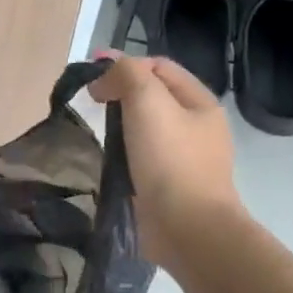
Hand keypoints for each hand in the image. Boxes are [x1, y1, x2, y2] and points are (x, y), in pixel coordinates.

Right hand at [88, 55, 242, 270]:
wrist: (186, 228)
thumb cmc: (169, 159)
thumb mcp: (147, 100)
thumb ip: (127, 74)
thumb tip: (106, 74)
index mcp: (201, 102)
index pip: (159, 67)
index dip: (125, 64)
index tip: (91, 77)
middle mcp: (198, 127)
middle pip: (154, 97)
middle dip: (122, 93)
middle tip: (92, 102)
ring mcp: (187, 159)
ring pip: (148, 129)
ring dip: (122, 125)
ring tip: (98, 131)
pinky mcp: (172, 187)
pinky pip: (144, 158)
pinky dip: (125, 153)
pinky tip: (110, 160)